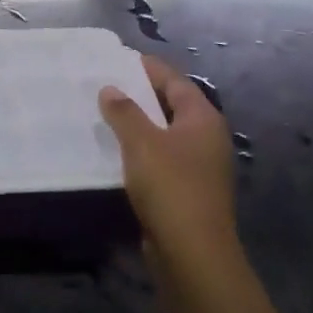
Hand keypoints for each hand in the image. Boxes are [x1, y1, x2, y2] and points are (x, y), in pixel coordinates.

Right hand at [99, 54, 237, 284]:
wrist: (193, 253)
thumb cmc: (171, 186)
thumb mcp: (141, 142)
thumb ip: (124, 111)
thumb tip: (110, 89)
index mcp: (203, 119)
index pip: (176, 82)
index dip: (150, 68)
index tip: (122, 59)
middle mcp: (207, 139)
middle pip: (172, 106)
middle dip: (142, 95)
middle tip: (108, 84)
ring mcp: (200, 167)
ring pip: (166, 134)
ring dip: (139, 124)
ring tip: (106, 114)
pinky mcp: (188, 191)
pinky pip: (162, 159)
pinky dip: (141, 150)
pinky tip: (117, 152)